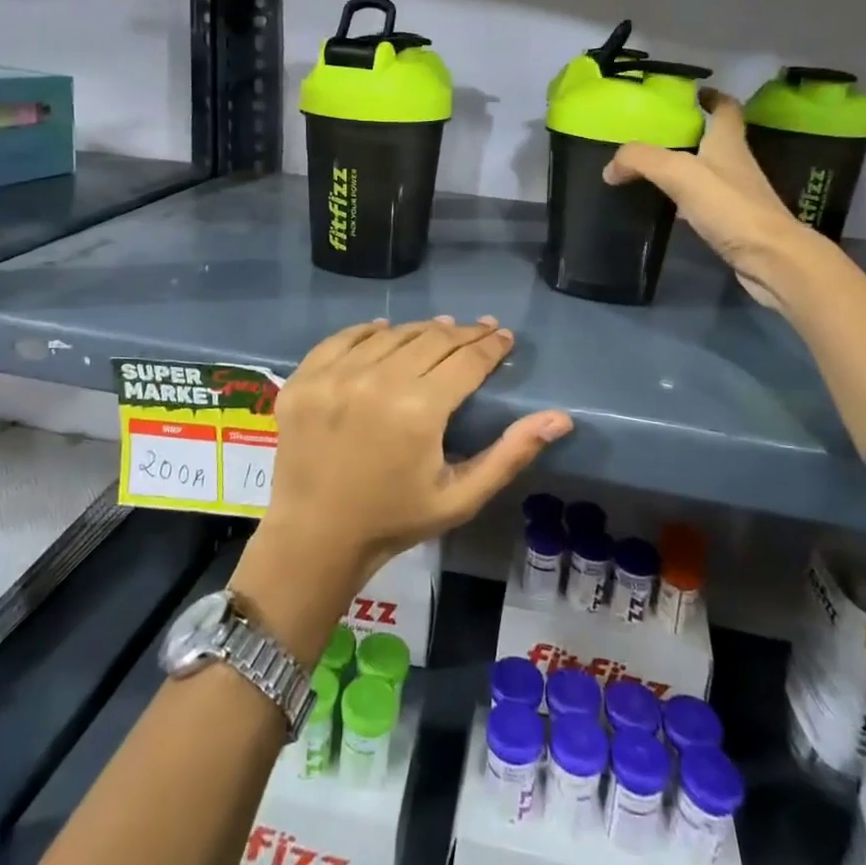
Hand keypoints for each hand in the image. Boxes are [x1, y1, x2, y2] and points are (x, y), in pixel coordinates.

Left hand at [264, 318, 573, 588]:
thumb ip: (510, 454)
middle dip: (463, 332)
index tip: (504, 336)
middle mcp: (377, 381)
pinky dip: (368, 332)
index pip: (466, 360)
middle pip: (431, 339)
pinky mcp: (305, 378)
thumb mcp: (460, 496)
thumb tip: (560, 418)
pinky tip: (385, 331)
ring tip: (440, 330)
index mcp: (419, 409)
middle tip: (480, 329)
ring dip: (421, 330)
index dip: (491, 346)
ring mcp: (335, 376)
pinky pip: (343, 338)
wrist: (315, 536)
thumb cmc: (394, 519)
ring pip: (391, 334)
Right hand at [604, 87, 820, 310]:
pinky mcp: (733, 223)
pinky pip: (704, 202)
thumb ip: (642, 161)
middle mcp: (736, 163)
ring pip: (707, 171)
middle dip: (688, 133)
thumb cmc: (729, 207)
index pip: (725, 108)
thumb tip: (610, 168)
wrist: (770, 259)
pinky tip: (665, 208)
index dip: (711, 96)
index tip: (691, 93)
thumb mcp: (679, 173)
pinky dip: (684, 200)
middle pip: (713, 139)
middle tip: (653, 134)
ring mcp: (737, 195)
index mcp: (728, 142)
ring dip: (683, 167)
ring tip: (650, 170)